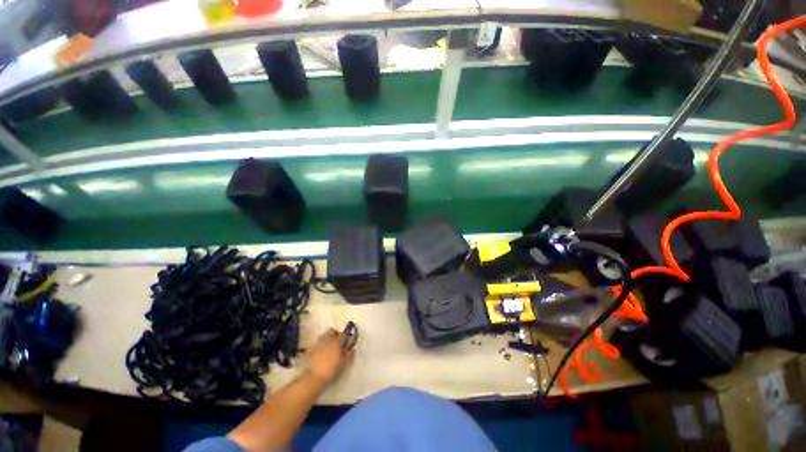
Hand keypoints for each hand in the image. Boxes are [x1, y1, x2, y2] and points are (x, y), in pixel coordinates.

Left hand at [304, 328, 354, 385]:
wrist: (313, 377)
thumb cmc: (331, 369)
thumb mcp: (343, 363)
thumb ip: (349, 355)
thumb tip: (352, 349)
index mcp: (337, 341)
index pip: (343, 335)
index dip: (346, 338)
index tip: (347, 343)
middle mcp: (327, 339)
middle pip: (332, 331)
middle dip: (335, 334)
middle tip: (338, 343)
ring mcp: (318, 343)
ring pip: (324, 335)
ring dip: (328, 338)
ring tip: (329, 347)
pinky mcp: (311, 348)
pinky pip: (318, 342)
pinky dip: (321, 345)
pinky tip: (321, 352)